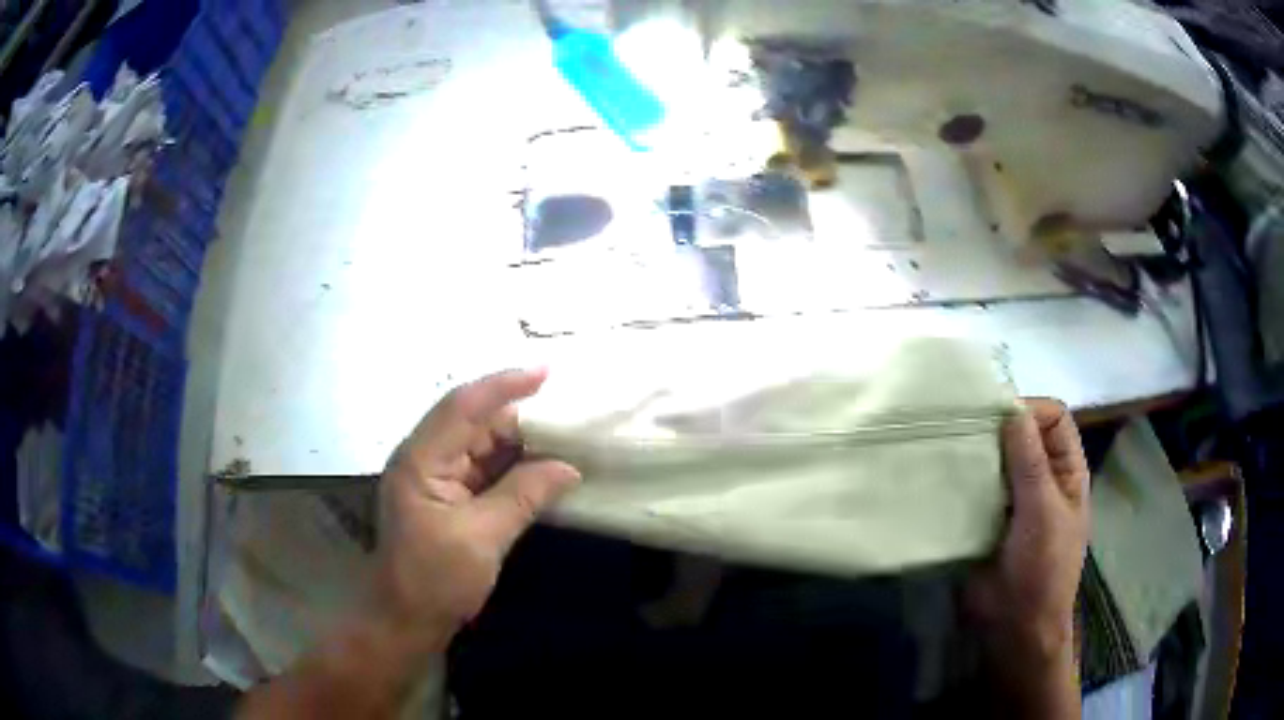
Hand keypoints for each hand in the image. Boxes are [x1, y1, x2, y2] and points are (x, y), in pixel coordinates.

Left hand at [376, 369, 580, 635]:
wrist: (407, 620)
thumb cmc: (435, 579)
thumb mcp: (482, 538)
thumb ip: (524, 496)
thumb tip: (569, 467)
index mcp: (422, 460)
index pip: (463, 406)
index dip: (503, 385)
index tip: (546, 373)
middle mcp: (426, 458)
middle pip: (475, 422)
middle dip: (521, 416)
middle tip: (570, 415)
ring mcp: (437, 478)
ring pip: (483, 445)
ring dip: (521, 442)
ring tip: (566, 437)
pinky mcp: (449, 497)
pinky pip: (485, 469)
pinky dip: (515, 467)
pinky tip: (544, 468)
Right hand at [968, 398, 1089, 665]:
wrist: (1016, 626)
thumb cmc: (1043, 568)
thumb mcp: (1043, 512)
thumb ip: (1029, 463)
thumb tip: (1012, 410)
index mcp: (1065, 470)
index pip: (1053, 418)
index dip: (1029, 410)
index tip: (995, 418)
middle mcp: (1041, 477)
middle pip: (1022, 434)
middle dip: (996, 428)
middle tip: (962, 429)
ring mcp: (1012, 499)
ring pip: (995, 460)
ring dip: (976, 454)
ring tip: (946, 449)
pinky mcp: (985, 518)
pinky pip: (975, 488)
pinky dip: (961, 480)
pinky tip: (941, 478)